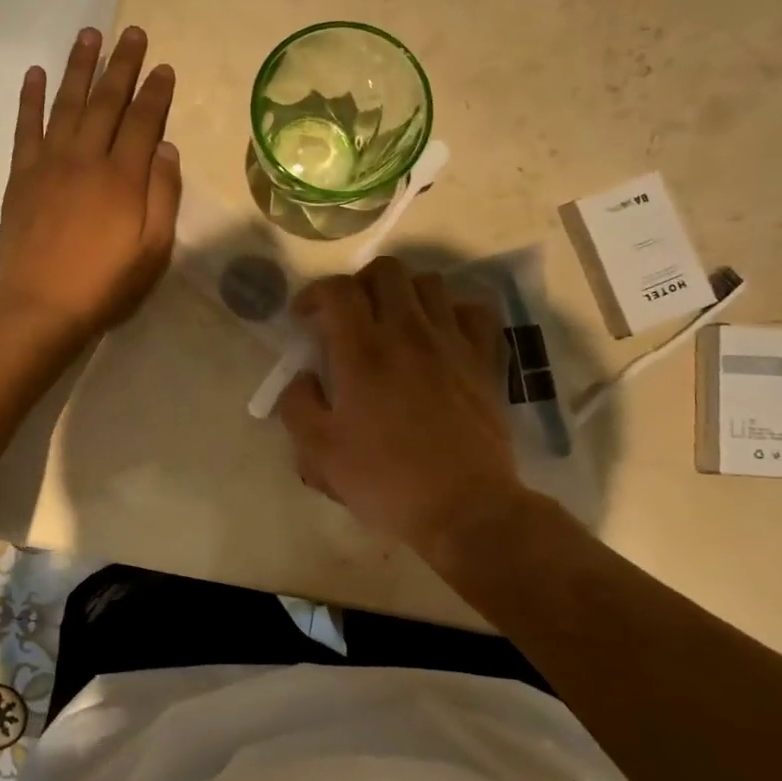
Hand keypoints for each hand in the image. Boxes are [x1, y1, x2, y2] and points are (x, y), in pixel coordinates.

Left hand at [0, 26, 181, 349]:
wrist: (41, 306)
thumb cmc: (105, 284)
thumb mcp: (153, 250)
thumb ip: (163, 196)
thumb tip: (166, 148)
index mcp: (123, 178)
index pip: (143, 121)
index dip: (155, 92)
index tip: (163, 66)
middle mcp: (86, 159)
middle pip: (107, 102)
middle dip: (122, 65)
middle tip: (132, 33)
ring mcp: (49, 163)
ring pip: (67, 104)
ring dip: (79, 68)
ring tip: (89, 35)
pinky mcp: (21, 176)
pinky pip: (25, 128)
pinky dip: (30, 99)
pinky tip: (35, 74)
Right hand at [276, 257, 531, 560]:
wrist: (465, 509)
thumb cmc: (385, 482)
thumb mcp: (319, 454)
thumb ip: (298, 406)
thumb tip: (303, 378)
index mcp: (362, 353)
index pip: (336, 290)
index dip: (313, 293)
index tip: (304, 318)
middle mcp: (408, 333)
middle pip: (385, 270)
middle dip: (358, 283)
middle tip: (348, 315)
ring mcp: (452, 343)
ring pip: (429, 283)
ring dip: (403, 293)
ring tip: (392, 321)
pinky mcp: (484, 360)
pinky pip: (474, 310)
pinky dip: (453, 310)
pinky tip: (440, 333)